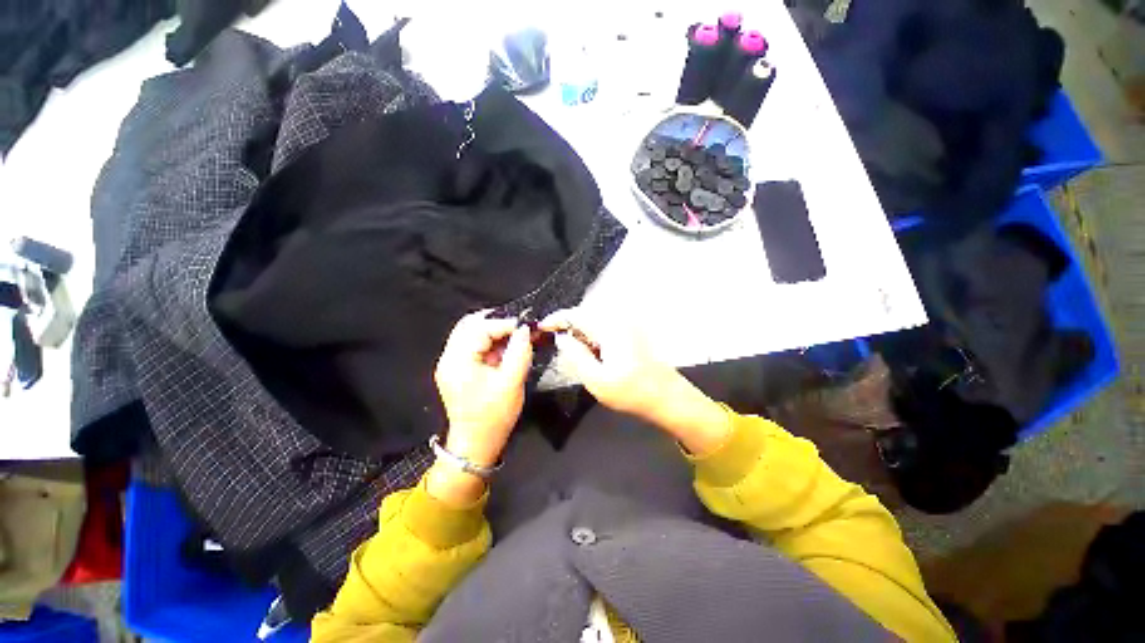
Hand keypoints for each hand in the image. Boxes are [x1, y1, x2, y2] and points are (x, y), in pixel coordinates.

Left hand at [434, 311, 533, 468]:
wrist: (476, 444)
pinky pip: (472, 345)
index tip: (525, 326)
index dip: (504, 323)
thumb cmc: (494, 416)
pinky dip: (489, 341)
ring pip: (469, 333)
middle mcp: (449, 358)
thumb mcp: (512, 383)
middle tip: (518, 325)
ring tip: (514, 335)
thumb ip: (519, 352)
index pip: (479, 328)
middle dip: (495, 321)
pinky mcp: (456, 370)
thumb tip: (525, 330)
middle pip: (469, 325)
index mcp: (458, 361)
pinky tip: (505, 346)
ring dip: (492, 330)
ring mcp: (450, 364)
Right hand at [539, 309, 674, 420]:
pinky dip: (594, 339)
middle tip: (559, 347)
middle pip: (584, 315)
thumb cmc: (631, 392)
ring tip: (579, 357)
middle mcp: (619, 320)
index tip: (541, 328)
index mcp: (609, 327)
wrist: (667, 397)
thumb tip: (561, 338)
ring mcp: (627, 325)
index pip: (575, 314)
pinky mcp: (632, 332)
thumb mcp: (595, 379)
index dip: (555, 319)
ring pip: (594, 323)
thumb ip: (575, 355)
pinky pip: (605, 329)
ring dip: (582, 335)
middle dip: (568, 328)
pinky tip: (595, 357)